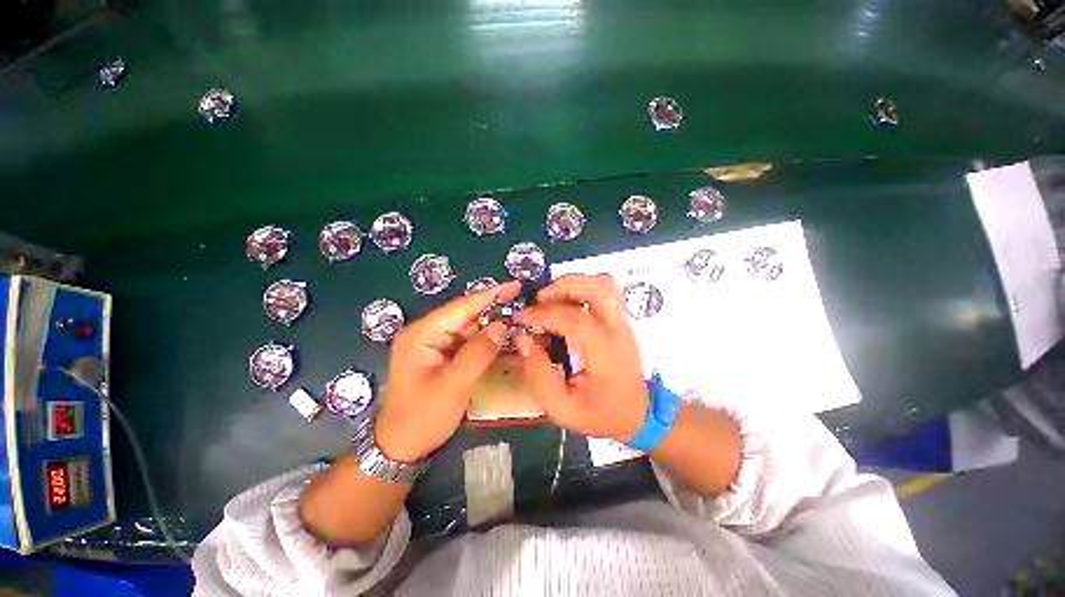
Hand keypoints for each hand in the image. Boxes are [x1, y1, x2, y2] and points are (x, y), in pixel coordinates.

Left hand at [376, 281, 521, 462]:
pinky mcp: (442, 356)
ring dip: (492, 326)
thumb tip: (502, 326)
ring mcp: (435, 345)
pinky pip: (468, 343)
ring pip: (469, 328)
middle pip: (466, 315)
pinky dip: (486, 341)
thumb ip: (478, 353)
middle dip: (494, 309)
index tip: (515, 286)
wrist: (400, 447)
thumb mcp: (453, 385)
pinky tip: (504, 339)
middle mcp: (427, 333)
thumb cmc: (422, 417)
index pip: (461, 307)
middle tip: (523, 304)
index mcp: (422, 334)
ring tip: (519, 321)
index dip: (490, 295)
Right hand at [514, 274, 648, 442]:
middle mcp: (619, 332)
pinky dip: (582, 286)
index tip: (524, 318)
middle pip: (600, 289)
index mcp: (606, 357)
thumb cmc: (601, 414)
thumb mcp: (563, 409)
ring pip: (605, 284)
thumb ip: (539, 375)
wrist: (639, 414)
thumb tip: (523, 339)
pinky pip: (605, 290)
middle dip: (564, 286)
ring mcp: (623, 322)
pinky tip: (565, 299)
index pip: (578, 322)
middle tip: (538, 298)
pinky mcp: (621, 319)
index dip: (547, 315)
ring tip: (550, 295)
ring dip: (574, 282)